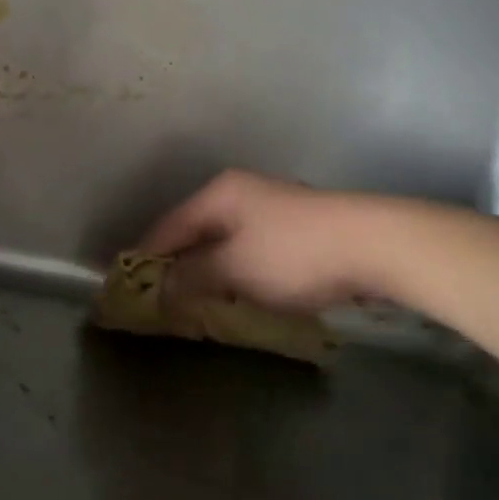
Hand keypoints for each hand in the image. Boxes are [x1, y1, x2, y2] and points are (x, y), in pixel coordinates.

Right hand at [138, 170, 374, 312]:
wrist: (371, 244)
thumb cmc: (293, 254)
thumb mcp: (234, 268)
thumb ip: (192, 276)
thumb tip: (159, 286)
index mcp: (219, 193)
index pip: (167, 227)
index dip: (145, 258)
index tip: (127, 290)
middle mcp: (239, 193)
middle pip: (194, 232)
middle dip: (177, 267)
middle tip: (160, 305)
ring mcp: (268, 207)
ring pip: (222, 242)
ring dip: (207, 272)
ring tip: (193, 306)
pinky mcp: (292, 227)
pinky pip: (247, 250)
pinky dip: (235, 272)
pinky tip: (235, 294)